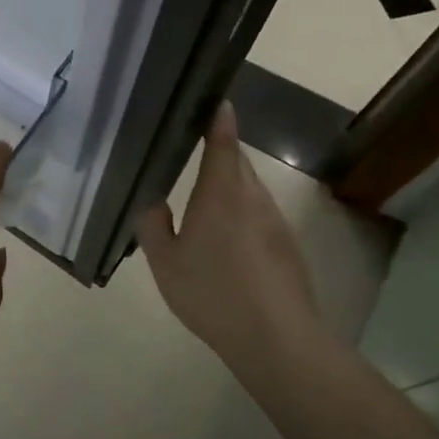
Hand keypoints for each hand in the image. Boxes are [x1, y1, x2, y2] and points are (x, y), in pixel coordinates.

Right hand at [137, 101, 318, 374]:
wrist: (277, 339)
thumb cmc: (213, 294)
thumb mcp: (165, 263)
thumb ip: (152, 225)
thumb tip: (151, 200)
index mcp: (221, 193)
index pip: (224, 141)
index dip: (218, 117)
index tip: (213, 98)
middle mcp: (253, 198)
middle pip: (238, 162)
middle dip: (220, 150)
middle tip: (190, 149)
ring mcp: (275, 222)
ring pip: (250, 189)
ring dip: (229, 184)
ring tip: (202, 198)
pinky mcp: (287, 245)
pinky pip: (259, 214)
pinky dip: (241, 211)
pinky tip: (225, 240)